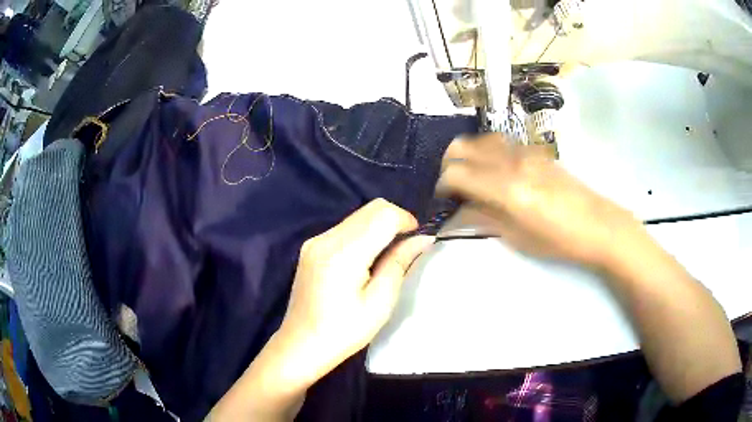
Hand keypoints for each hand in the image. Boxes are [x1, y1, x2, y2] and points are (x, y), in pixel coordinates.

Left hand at [208, 199, 433, 421]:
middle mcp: (326, 238)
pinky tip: (366, 258)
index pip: (383, 215)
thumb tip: (422, 238)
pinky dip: (364, 232)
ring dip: (379, 226)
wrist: (301, 344)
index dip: (406, 220)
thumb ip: (400, 263)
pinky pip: (345, 227)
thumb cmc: (344, 332)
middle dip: (395, 220)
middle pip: (371, 208)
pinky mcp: (311, 246)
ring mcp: (315, 240)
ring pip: (358, 215)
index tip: (417, 239)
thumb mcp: (380, 303)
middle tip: (406, 247)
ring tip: (387, 255)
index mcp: (343, 254)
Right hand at [437, 133, 644, 268]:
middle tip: (453, 186)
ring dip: (469, 155)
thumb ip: (483, 218)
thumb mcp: (517, 237)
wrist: (597, 224)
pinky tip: (498, 172)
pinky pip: (502, 142)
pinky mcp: (536, 151)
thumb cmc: (558, 240)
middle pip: (462, 146)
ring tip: (474, 177)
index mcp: (506, 188)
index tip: (442, 199)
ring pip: (481, 139)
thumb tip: (456, 213)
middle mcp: (511, 161)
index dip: (441, 185)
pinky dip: (489, 152)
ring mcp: (525, 152)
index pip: (456, 173)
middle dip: (449, 164)